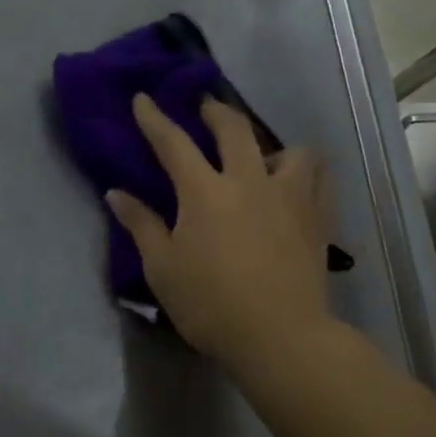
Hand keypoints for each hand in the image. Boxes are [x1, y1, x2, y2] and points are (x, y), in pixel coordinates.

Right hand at [107, 94, 330, 367]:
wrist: (281, 338)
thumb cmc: (211, 304)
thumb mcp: (163, 268)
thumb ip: (141, 225)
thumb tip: (115, 194)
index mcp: (205, 192)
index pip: (174, 142)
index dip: (155, 118)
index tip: (143, 99)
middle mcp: (248, 181)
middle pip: (234, 128)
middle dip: (215, 110)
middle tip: (205, 106)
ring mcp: (288, 197)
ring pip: (292, 150)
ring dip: (273, 146)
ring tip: (264, 158)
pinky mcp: (317, 219)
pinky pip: (319, 180)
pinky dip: (306, 174)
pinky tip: (297, 186)